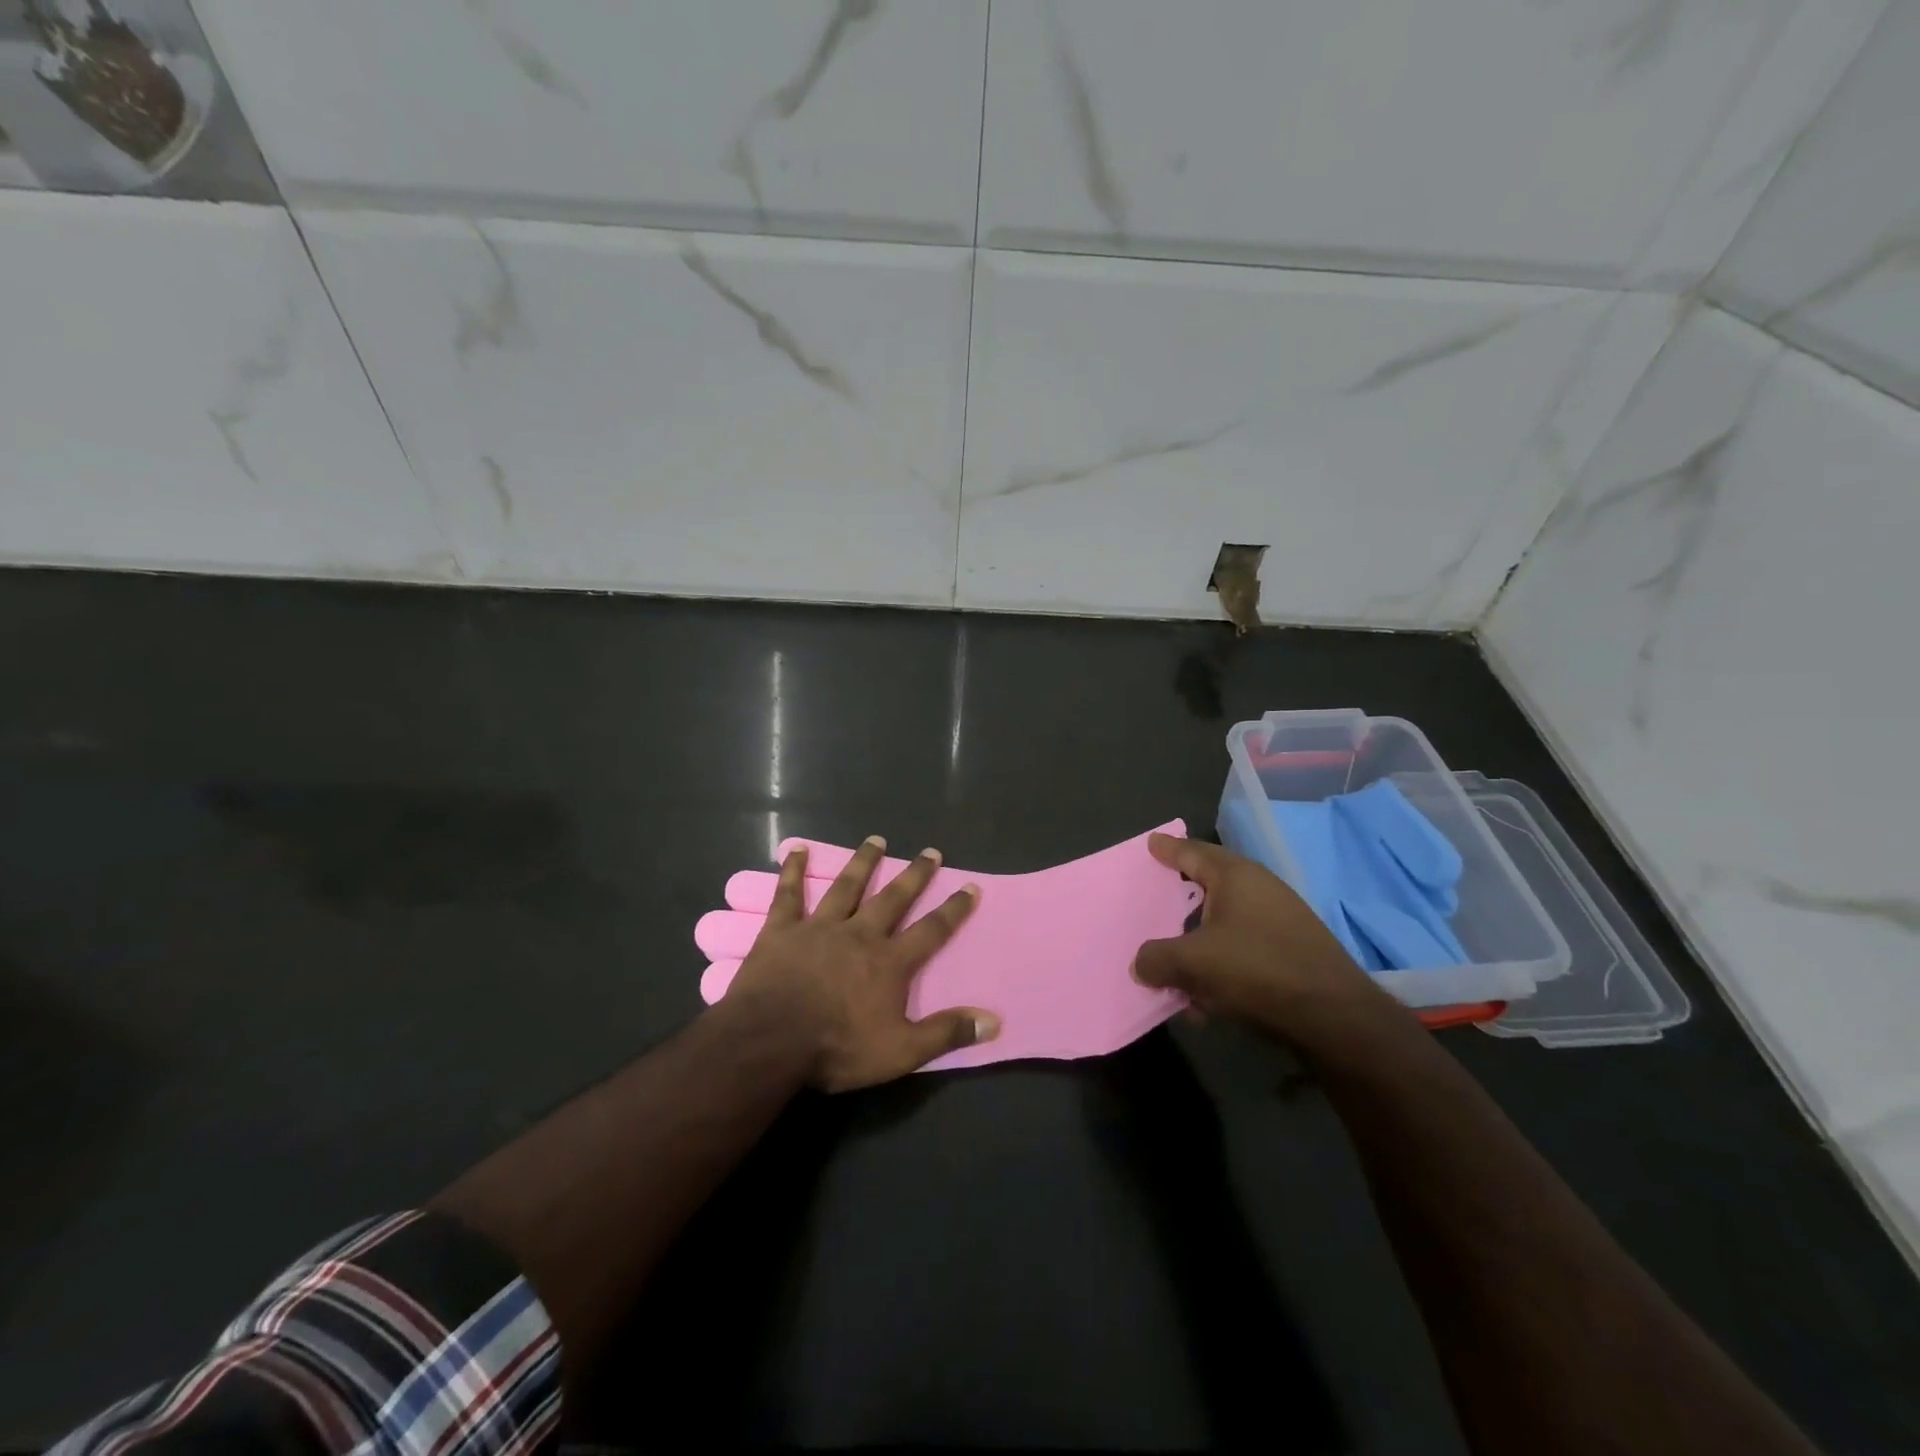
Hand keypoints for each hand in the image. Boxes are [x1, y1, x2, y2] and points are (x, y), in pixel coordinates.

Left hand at [723, 835, 999, 1091]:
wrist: (770, 1041)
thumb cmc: (837, 1048)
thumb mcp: (900, 1052)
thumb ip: (945, 1033)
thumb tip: (993, 1021)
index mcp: (889, 962)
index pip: (931, 930)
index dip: (953, 909)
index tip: (970, 886)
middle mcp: (859, 934)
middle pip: (893, 898)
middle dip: (915, 875)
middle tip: (930, 852)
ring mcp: (819, 927)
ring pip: (847, 886)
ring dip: (863, 862)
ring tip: (876, 840)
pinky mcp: (782, 929)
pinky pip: (789, 893)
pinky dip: (793, 870)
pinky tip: (797, 849)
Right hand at [1131, 834, 1393, 1044]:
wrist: (1334, 1016)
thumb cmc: (1256, 969)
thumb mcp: (1192, 963)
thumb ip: (1157, 959)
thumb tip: (1141, 964)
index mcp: (1236, 876)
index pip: (1193, 852)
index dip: (1169, 849)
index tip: (1152, 842)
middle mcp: (1260, 889)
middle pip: (1209, 886)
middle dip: (1182, 897)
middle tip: (1158, 897)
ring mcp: (1281, 920)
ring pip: (1225, 924)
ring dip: (1199, 943)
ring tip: (1176, 965)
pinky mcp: (1293, 952)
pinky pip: (1243, 950)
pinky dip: (1221, 966)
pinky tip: (1208, 999)